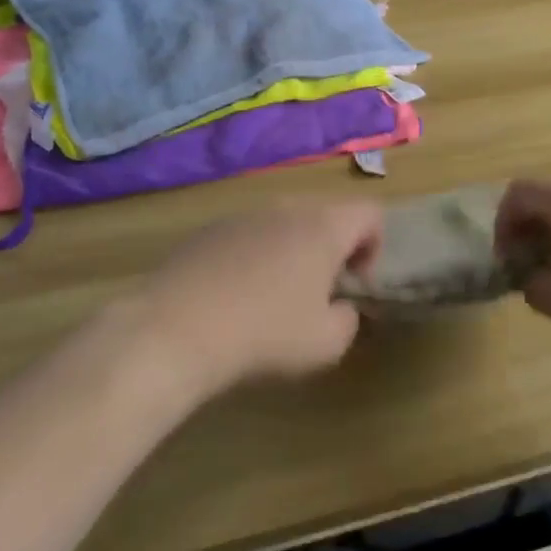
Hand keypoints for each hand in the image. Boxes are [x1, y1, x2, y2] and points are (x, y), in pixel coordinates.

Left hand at [136, 202, 382, 392]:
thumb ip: (348, 320)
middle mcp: (287, 207)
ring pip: (285, 222)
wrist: (177, 328)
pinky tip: (235, 294)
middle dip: (332, 248)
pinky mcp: (210, 228)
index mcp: (324, 226)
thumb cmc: (265, 333)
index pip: (370, 213)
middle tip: (318, 292)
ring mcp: (245, 213)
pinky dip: (255, 254)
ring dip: (292, 250)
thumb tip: (339, 307)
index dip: (373, 247)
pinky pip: (249, 233)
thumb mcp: (326, 344)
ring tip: (274, 295)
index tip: (353, 284)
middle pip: (326, 214)